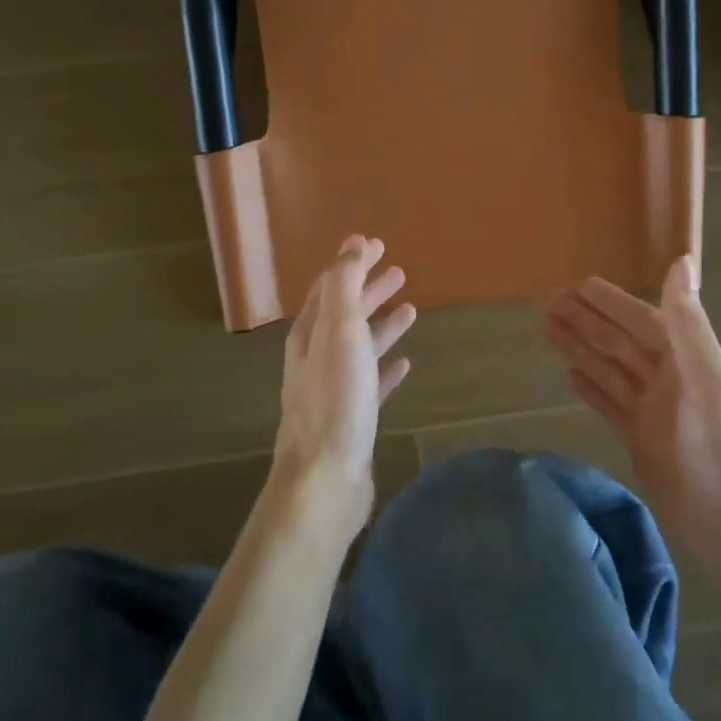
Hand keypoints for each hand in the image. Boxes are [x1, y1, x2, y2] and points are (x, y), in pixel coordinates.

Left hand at [272, 235, 415, 542]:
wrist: (326, 478)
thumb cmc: (335, 398)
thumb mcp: (340, 330)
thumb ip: (345, 285)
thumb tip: (352, 242)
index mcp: (309, 334)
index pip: (330, 287)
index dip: (352, 265)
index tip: (378, 245)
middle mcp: (316, 357)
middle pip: (345, 314)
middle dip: (369, 291)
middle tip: (399, 271)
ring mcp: (334, 389)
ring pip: (360, 347)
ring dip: (382, 325)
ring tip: (411, 310)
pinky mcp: (353, 418)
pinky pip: (372, 383)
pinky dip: (387, 368)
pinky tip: (405, 365)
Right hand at [545, 256, 720, 563]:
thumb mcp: (707, 383)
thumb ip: (689, 325)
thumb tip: (683, 261)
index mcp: (687, 362)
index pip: (642, 321)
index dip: (612, 303)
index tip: (578, 284)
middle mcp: (668, 381)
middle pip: (619, 343)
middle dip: (586, 321)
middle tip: (547, 302)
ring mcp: (653, 413)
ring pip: (609, 370)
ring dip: (581, 348)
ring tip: (547, 329)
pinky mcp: (642, 443)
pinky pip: (610, 405)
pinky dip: (591, 388)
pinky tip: (570, 375)